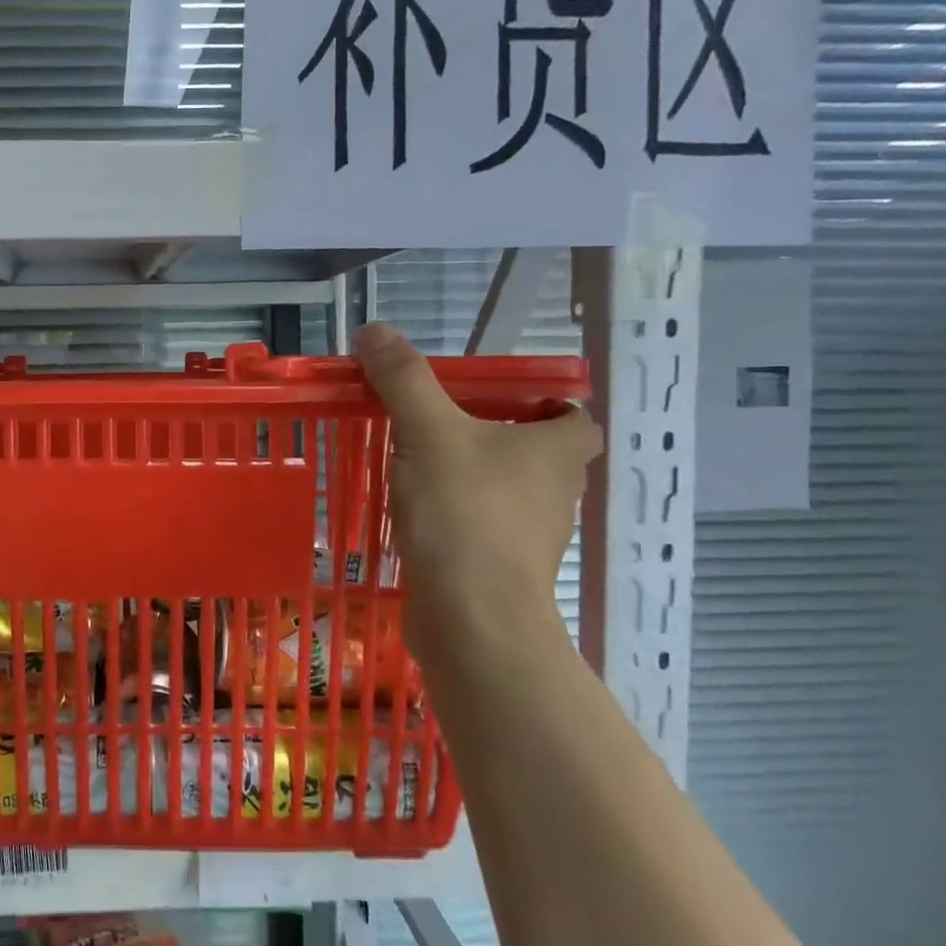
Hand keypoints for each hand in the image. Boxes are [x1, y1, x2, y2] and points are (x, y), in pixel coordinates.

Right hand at [356, 321, 599, 657]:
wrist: (470, 617)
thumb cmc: (464, 512)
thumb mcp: (428, 431)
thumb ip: (402, 379)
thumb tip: (374, 329)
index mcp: (559, 449)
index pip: (571, 414)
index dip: (541, 402)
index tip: (490, 399)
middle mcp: (558, 491)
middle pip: (535, 452)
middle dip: (494, 437)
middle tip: (439, 424)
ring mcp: (532, 536)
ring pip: (507, 492)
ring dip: (471, 478)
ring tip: (417, 466)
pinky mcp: (502, 570)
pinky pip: (482, 528)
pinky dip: (456, 518)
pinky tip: (415, 514)